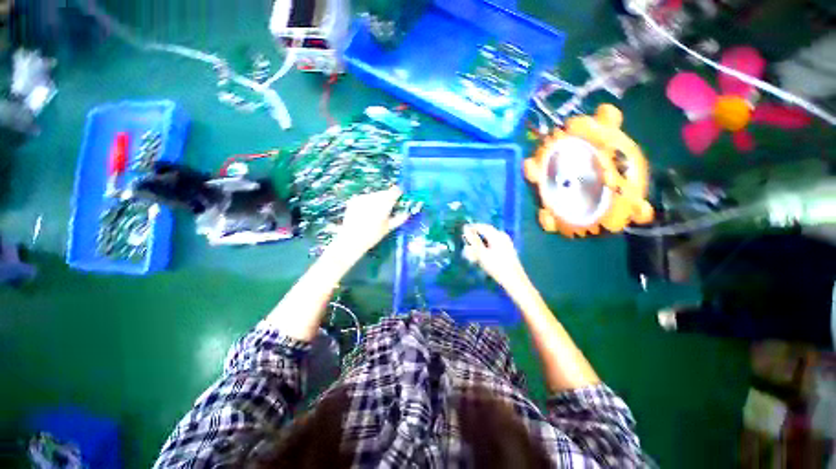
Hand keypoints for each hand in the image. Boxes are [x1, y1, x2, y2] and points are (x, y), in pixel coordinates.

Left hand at [332, 187, 410, 258]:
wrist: (351, 241)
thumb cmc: (372, 236)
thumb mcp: (388, 228)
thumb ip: (399, 219)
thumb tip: (407, 213)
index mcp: (384, 205)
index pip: (394, 192)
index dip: (398, 193)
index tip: (400, 195)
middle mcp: (373, 199)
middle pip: (384, 193)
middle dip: (388, 197)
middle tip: (389, 206)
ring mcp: (362, 198)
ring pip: (375, 194)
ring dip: (378, 199)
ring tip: (377, 210)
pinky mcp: (354, 200)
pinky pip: (365, 197)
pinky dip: (368, 201)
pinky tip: (367, 211)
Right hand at [462, 223, 528, 290]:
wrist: (514, 280)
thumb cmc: (496, 266)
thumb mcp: (482, 253)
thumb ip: (473, 241)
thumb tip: (465, 230)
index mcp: (497, 235)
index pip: (482, 227)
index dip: (472, 227)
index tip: (463, 229)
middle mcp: (502, 236)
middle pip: (487, 231)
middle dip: (476, 234)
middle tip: (467, 237)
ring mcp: (506, 243)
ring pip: (490, 238)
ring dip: (481, 241)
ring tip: (473, 247)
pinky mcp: (508, 250)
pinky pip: (494, 243)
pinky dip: (486, 245)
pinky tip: (483, 252)